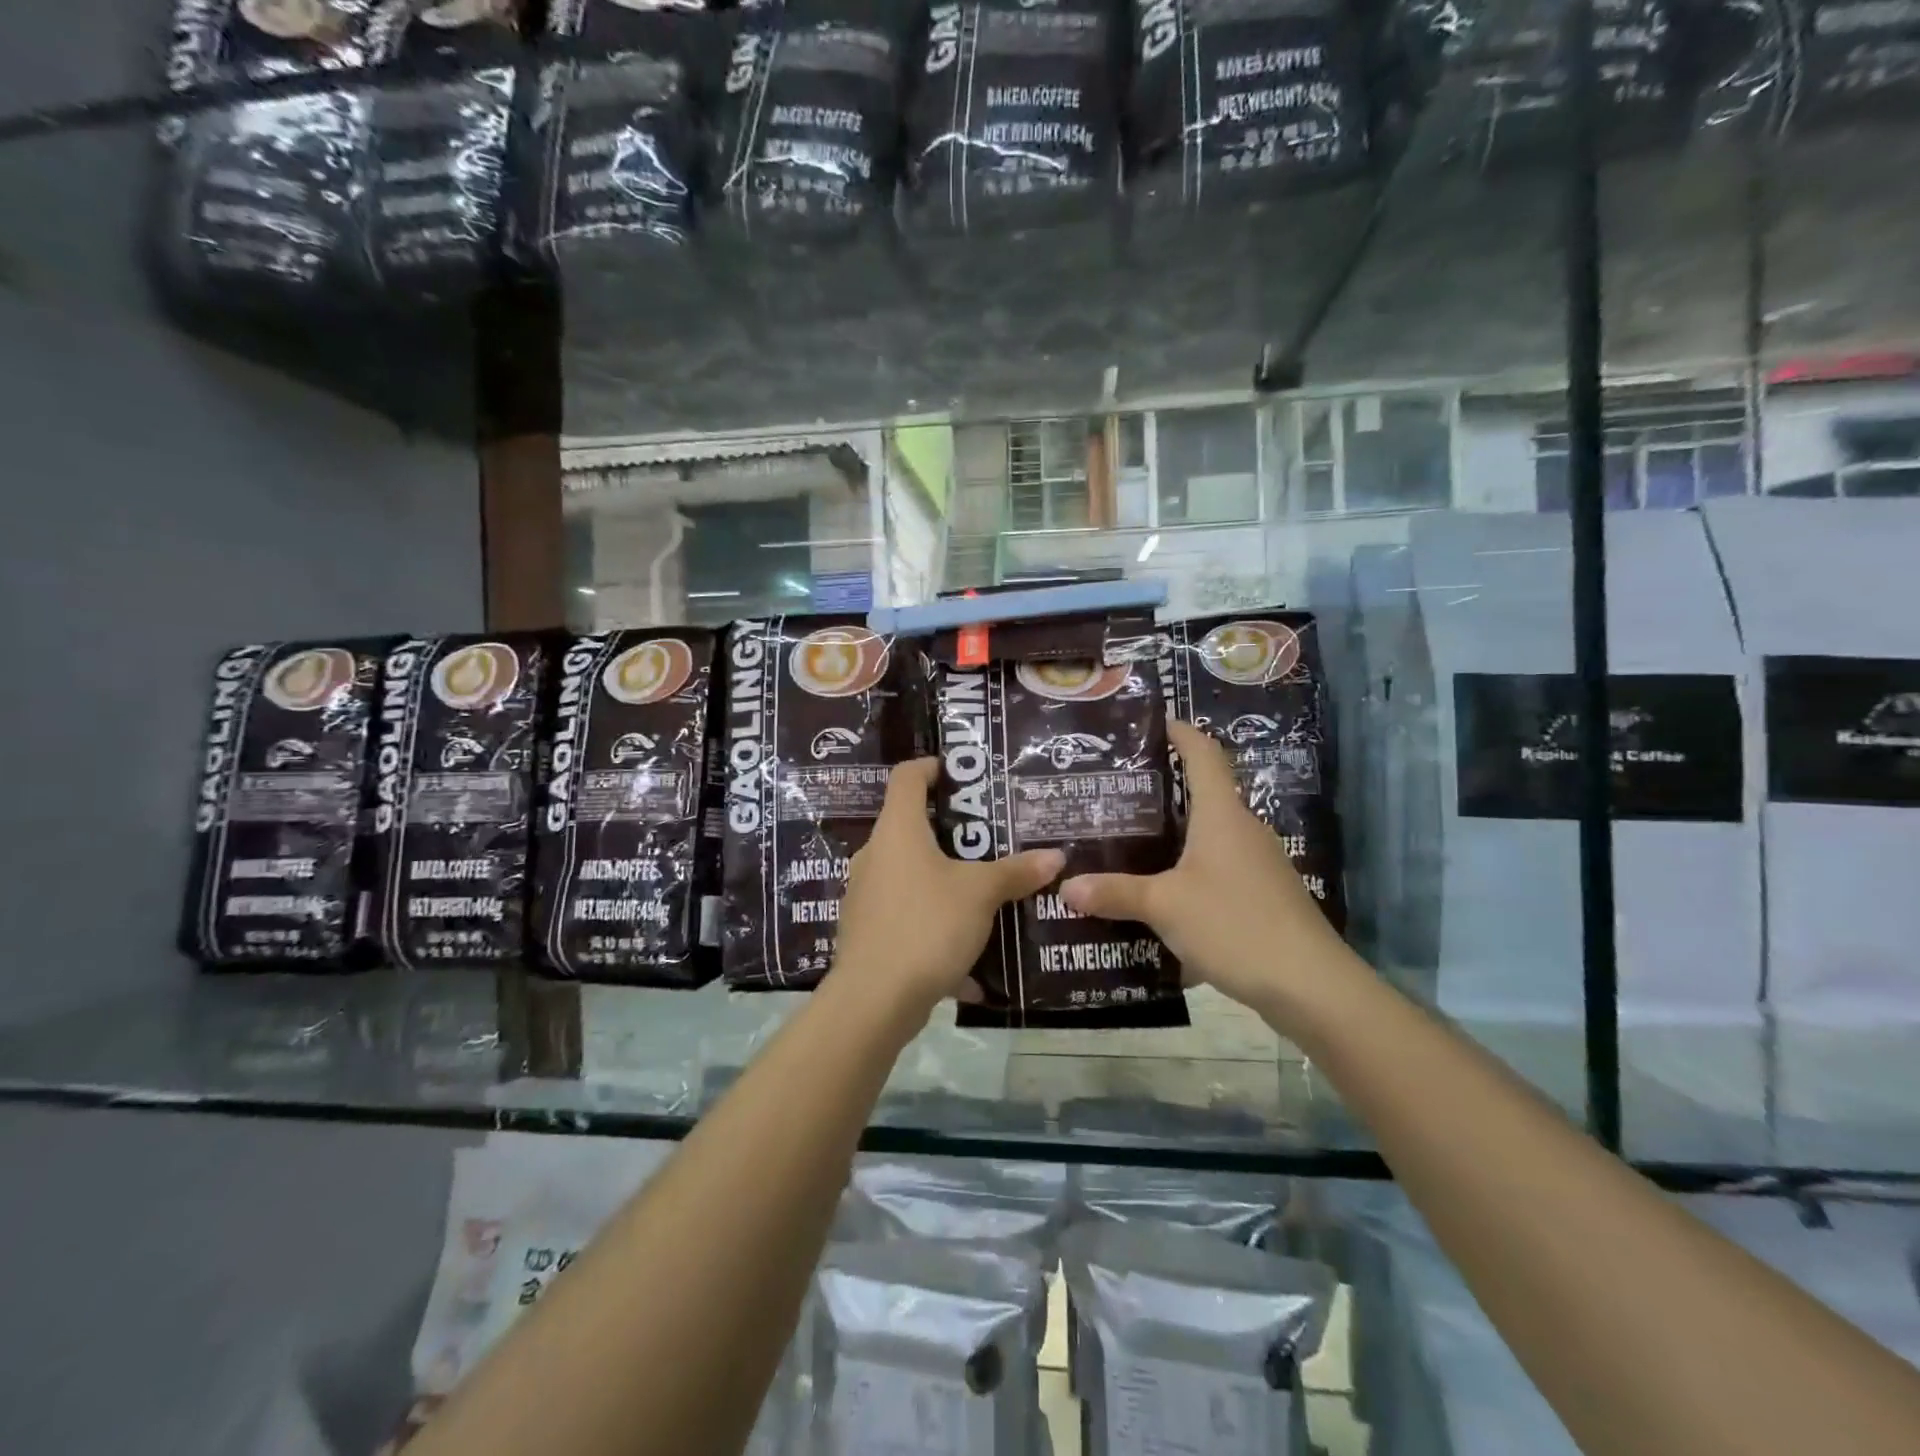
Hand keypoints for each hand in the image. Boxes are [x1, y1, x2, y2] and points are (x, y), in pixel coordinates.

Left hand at [832, 759, 1063, 1021]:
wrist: (874, 1000)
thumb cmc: (927, 925)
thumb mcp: (980, 894)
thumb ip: (1017, 872)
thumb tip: (1057, 857)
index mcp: (897, 830)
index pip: (907, 777)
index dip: (932, 767)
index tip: (961, 773)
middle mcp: (875, 855)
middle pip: (910, 826)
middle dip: (951, 831)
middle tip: (991, 837)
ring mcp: (866, 894)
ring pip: (911, 874)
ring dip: (945, 879)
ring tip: (985, 890)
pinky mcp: (868, 930)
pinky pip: (908, 914)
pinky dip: (935, 922)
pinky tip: (967, 953)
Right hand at [1060, 721, 1348, 1017]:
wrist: (1311, 985)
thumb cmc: (1235, 925)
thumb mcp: (1165, 907)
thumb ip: (1115, 894)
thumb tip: (1066, 886)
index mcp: (1222, 816)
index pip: (1204, 756)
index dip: (1182, 734)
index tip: (1157, 722)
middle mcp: (1244, 831)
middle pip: (1204, 796)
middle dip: (1164, 792)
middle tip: (1117, 795)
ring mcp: (1259, 865)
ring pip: (1210, 837)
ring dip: (1175, 838)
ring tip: (1130, 845)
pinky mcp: (1264, 896)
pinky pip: (1218, 871)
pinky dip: (1189, 873)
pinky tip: (1163, 896)